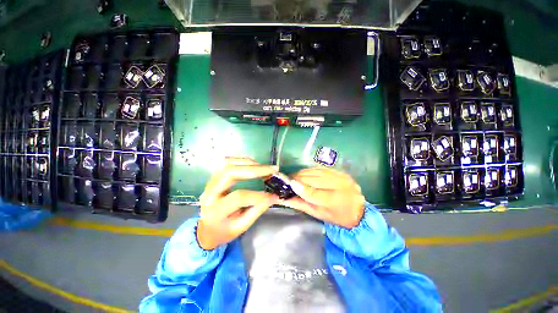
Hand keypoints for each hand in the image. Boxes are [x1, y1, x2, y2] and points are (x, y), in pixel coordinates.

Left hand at [197, 157, 278, 249]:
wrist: (207, 228)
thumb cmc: (224, 230)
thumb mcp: (241, 226)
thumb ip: (257, 210)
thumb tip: (273, 196)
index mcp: (216, 211)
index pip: (238, 197)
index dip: (258, 195)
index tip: (273, 194)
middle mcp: (210, 193)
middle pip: (230, 173)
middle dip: (254, 170)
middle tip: (271, 170)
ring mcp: (210, 183)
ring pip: (227, 164)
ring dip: (248, 162)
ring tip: (263, 167)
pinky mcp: (214, 177)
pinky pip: (226, 162)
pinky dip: (241, 161)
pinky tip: (252, 164)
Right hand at [280, 167, 364, 228]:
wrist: (358, 210)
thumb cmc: (336, 216)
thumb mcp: (318, 214)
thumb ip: (301, 204)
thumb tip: (284, 199)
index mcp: (335, 201)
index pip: (313, 193)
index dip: (299, 187)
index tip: (289, 183)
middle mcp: (339, 185)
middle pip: (313, 178)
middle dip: (299, 178)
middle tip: (290, 181)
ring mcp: (340, 176)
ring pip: (315, 171)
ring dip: (303, 173)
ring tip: (296, 177)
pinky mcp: (340, 172)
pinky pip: (320, 168)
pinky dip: (310, 171)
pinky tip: (306, 174)